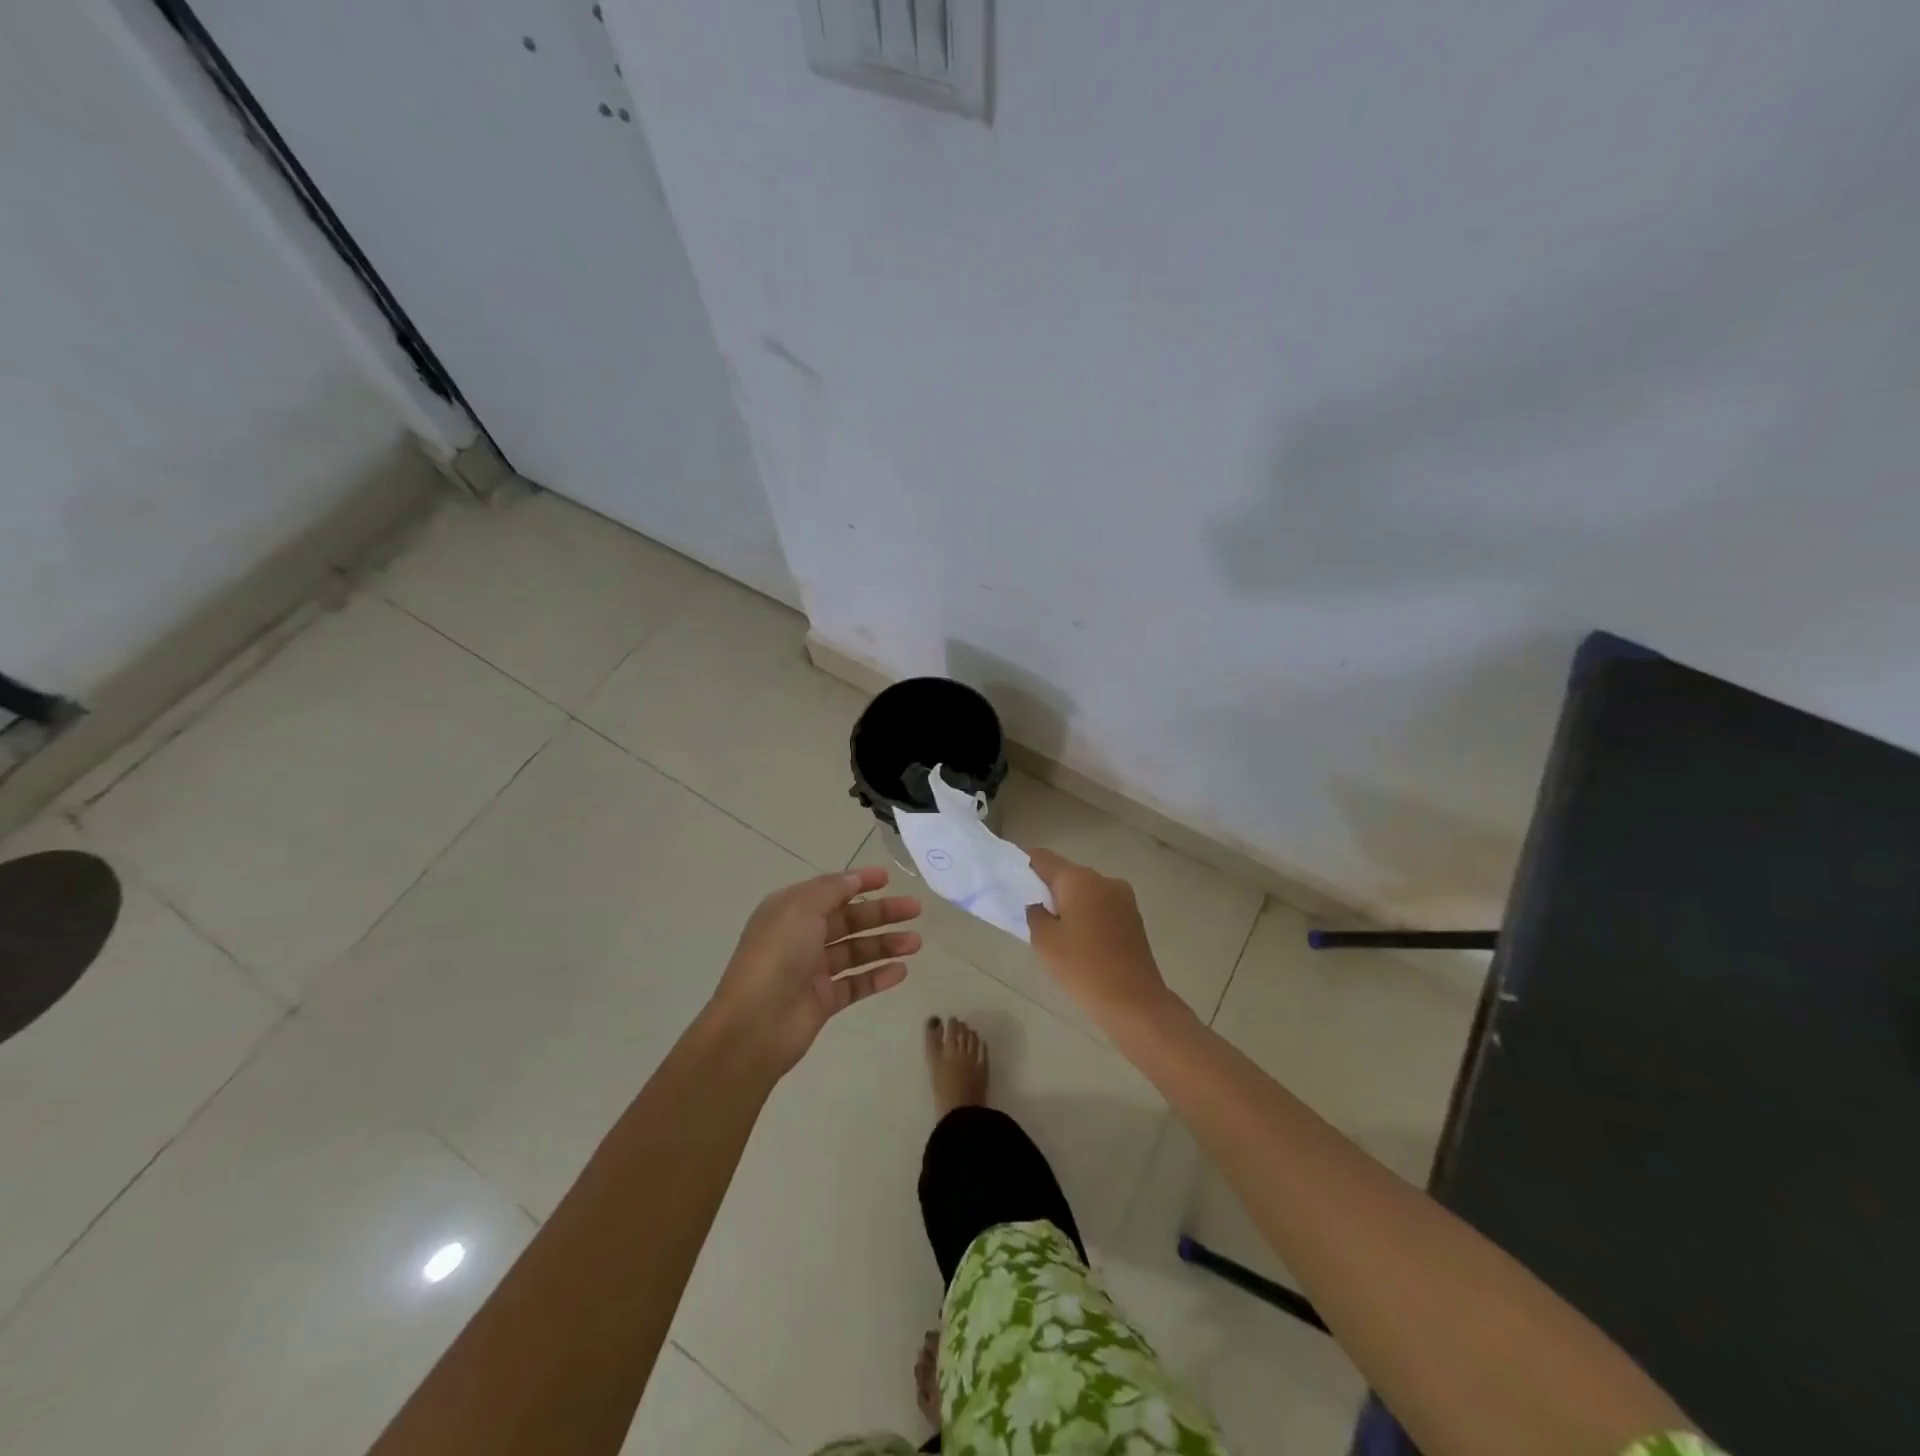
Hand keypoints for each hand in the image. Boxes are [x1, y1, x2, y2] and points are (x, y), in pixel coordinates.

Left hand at [707, 865, 920, 1075]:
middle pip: (849, 920)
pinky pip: (856, 984)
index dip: (858, 882)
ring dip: (886, 944)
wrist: (756, 1024)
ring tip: (916, 943)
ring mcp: (813, 970)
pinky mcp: (823, 1000)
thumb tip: (854, 878)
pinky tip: (901, 971)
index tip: (888, 878)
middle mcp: (801, 937)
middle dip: (882, 913)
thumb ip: (831, 890)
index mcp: (790, 911)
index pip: (830, 890)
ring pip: (856, 951)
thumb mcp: (801, 908)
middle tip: (915, 910)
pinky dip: (878, 976)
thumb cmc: (777, 955)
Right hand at [1025, 849, 1172, 1025]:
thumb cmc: (1083, 968)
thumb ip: (1034, 913)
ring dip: (1069, 902)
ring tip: (1055, 930)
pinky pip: (1101, 905)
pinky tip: (1078, 939)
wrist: (1134, 1002)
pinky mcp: (1133, 916)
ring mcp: (1123, 897)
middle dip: (1047, 888)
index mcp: (1079, 879)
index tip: (1010, 881)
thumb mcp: (1045, 941)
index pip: (1043, 858)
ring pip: (1085, 890)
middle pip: (1066, 873)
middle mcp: (1104, 879)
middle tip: (1030, 912)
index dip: (1024, 866)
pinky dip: (1086, 914)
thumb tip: (1038, 903)